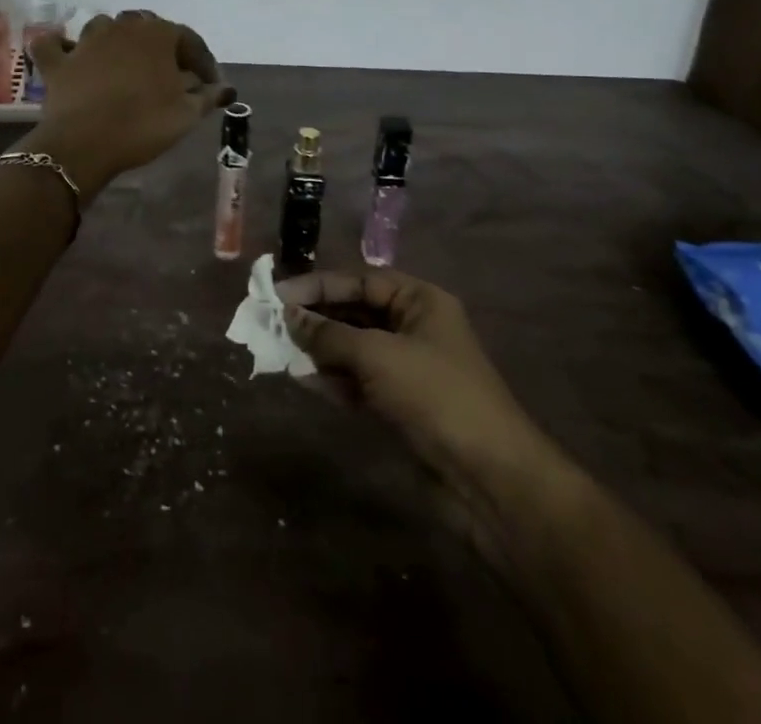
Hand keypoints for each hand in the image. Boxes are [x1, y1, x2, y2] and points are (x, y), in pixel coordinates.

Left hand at [24, 11, 233, 200]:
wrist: (86, 143)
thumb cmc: (144, 124)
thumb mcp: (187, 114)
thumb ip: (208, 96)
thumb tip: (225, 88)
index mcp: (158, 34)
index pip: (189, 40)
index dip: (204, 62)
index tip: (211, 85)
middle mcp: (122, 27)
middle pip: (147, 27)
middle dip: (163, 47)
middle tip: (173, 74)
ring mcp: (86, 42)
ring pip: (105, 28)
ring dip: (117, 41)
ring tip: (127, 65)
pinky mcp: (59, 62)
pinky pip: (55, 46)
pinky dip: (61, 47)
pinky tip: (69, 55)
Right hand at [277, 268, 543, 480]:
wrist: (488, 479)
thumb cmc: (435, 396)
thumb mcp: (377, 355)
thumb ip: (329, 334)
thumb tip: (289, 316)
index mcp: (420, 302)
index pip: (360, 281)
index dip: (318, 285)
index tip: (277, 294)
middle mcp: (414, 328)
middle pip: (356, 313)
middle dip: (316, 318)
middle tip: (272, 322)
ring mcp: (408, 369)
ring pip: (354, 349)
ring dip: (320, 350)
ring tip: (280, 350)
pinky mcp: (402, 406)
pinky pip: (359, 382)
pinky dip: (333, 380)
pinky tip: (304, 380)